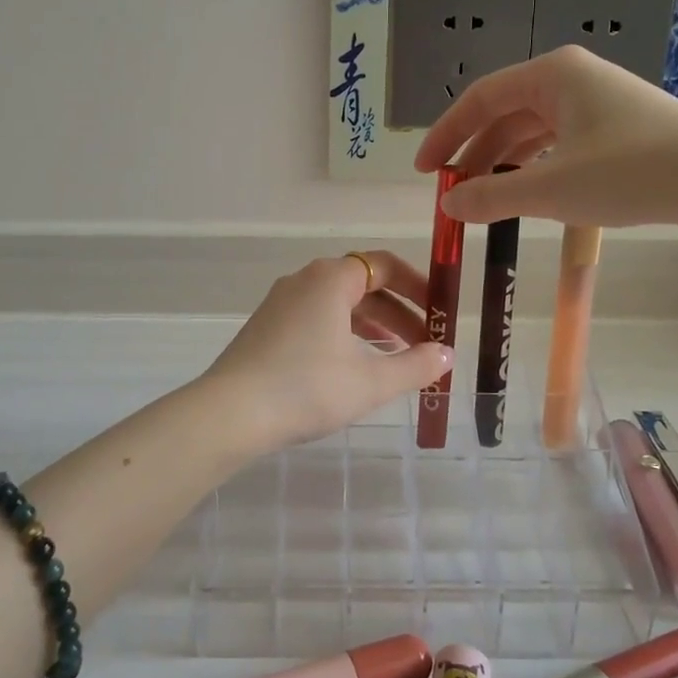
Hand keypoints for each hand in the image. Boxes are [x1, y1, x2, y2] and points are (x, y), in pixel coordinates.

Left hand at [204, 252, 452, 451]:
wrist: (230, 413)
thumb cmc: (307, 388)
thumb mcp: (371, 382)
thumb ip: (415, 366)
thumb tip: (446, 355)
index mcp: (331, 279)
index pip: (385, 265)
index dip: (419, 286)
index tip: (440, 313)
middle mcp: (304, 281)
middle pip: (363, 286)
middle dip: (399, 314)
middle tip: (425, 346)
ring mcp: (281, 303)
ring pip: (339, 305)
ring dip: (373, 326)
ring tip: (396, 358)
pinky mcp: (267, 328)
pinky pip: (317, 320)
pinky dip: (344, 335)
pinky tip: (353, 367)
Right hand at [414, 47, 677, 229]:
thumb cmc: (630, 171)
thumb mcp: (550, 188)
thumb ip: (491, 196)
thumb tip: (448, 205)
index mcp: (552, 75)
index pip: (480, 99)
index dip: (445, 134)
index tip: (425, 171)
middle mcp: (572, 79)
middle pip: (505, 114)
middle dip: (475, 154)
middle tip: (453, 193)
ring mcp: (599, 103)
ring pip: (533, 131)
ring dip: (504, 164)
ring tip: (485, 200)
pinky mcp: (619, 130)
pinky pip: (559, 144)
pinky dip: (536, 168)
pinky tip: (528, 195)